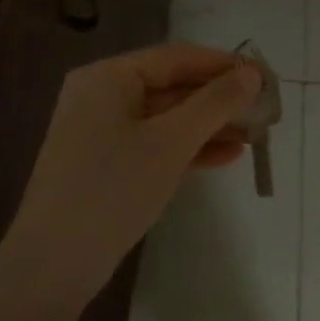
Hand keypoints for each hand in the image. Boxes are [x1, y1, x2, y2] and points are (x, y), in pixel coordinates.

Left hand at [0, 43, 262, 312]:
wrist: (54, 263)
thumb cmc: (113, 189)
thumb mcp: (170, 142)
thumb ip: (214, 104)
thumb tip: (252, 74)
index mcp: (108, 77)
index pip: (176, 57)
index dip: (223, 65)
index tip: (265, 78)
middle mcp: (102, 96)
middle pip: (172, 86)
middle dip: (219, 99)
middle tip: (265, 110)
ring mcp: (102, 132)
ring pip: (167, 119)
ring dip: (210, 125)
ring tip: (255, 135)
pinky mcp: (107, 165)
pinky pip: (155, 144)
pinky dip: (189, 148)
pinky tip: (227, 156)